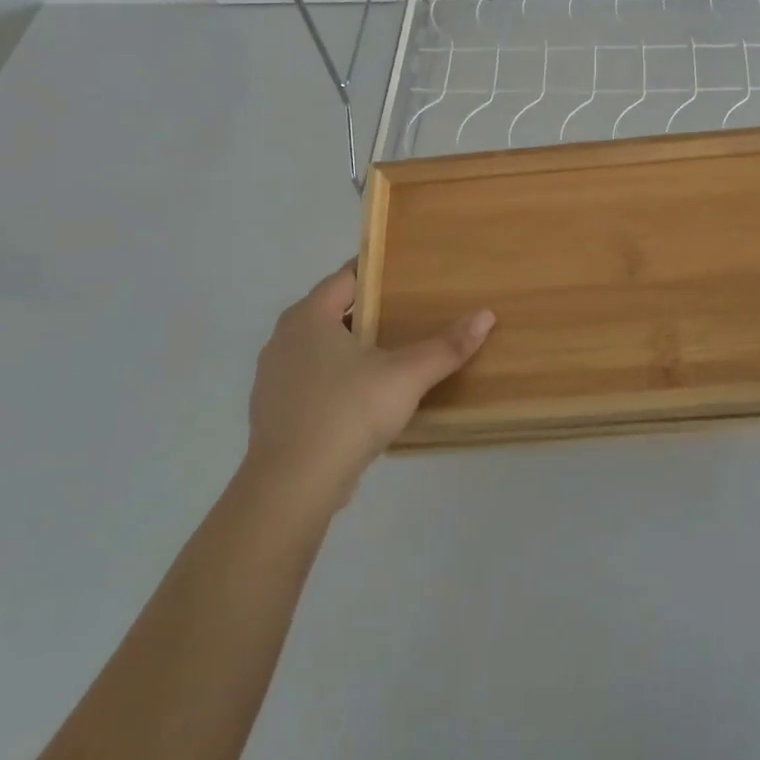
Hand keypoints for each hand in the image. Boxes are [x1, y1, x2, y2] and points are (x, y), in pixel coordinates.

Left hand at [244, 263, 494, 509]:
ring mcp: (274, 377)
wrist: (291, 487)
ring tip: (391, 355)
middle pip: (334, 312)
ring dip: (352, 349)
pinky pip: (312, 382)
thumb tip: (485, 315)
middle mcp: (284, 338)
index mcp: (309, 316)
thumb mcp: (406, 376)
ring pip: (320, 349)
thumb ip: (446, 346)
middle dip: (369, 312)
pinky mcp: (274, 412)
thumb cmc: (347, 413)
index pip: (346, 277)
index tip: (408, 274)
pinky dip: (337, 381)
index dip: (377, 272)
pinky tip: (364, 399)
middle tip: (409, 314)